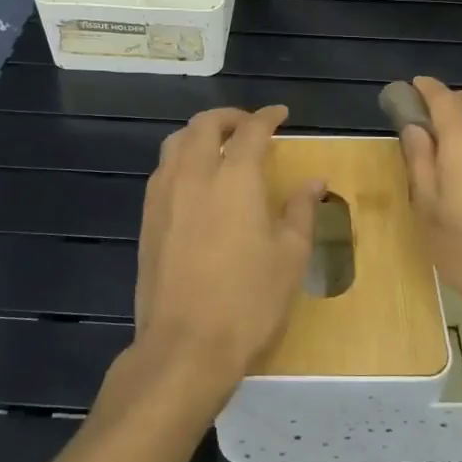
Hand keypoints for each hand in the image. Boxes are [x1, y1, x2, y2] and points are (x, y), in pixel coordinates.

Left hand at [132, 106, 322, 399]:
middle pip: (205, 125)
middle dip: (230, 117)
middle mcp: (194, 176)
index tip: (280, 115)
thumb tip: (314, 182)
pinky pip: (163, 169)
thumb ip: (300, 211)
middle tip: (250, 126)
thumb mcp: (289, 258)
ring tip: (220, 146)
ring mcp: (164, 196)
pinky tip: (195, 181)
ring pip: (176, 142)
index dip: (267, 117)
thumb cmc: (247, 302)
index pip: (251, 131)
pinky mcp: (147, 219)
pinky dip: (182, 158)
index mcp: (234, 179)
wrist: (184, 347)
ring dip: (200, 134)